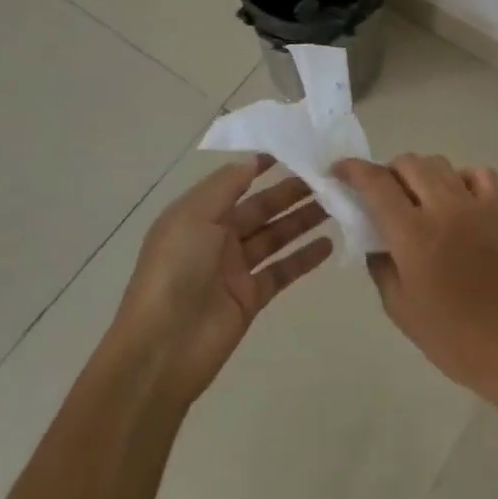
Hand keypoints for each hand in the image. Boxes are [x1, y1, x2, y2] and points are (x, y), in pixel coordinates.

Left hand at [115, 156, 332, 401]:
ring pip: (276, 237)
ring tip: (336, 203)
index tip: (294, 150)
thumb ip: (226, 186)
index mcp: (198, 215)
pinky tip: (329, 244)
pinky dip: (304, 258)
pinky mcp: (251, 298)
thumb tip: (253, 161)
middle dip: (291, 192)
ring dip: (303, 220)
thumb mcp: (193, 216)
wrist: (162, 348)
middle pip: (261, 208)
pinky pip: (283, 271)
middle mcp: (217, 238)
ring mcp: (235, 270)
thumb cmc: (174, 270)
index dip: (260, 167)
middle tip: (328, 177)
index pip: (235, 183)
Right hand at [333, 154, 497, 404]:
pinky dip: (459, 177)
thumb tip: (371, 231)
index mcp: (413, 234)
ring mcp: (473, 205)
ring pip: (438, 163)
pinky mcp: (496, 211)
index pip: (376, 183)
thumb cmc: (446, 334)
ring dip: (418, 173)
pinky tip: (452, 199)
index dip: (353, 170)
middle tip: (378, 196)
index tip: (338, 171)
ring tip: (412, 199)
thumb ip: (378, 259)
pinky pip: (477, 174)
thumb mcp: (396, 303)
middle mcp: (443, 208)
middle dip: (386, 172)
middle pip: (408, 163)